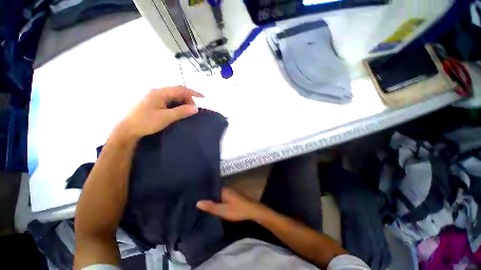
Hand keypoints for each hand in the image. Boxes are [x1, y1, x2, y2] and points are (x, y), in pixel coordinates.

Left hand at [117, 86, 202, 139]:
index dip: (193, 92)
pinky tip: (178, 111)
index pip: (180, 89)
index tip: (203, 97)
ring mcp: (154, 96)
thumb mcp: (166, 117)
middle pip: (177, 92)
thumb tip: (196, 108)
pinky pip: (169, 100)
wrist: (127, 129)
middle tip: (193, 110)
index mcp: (160, 93)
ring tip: (187, 111)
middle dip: (188, 99)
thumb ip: (181, 112)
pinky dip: (176, 105)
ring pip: (173, 96)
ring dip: (182, 102)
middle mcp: (157, 92)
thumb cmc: (145, 122)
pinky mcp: (153, 102)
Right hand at [197, 188, 265, 221]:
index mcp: (223, 190)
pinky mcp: (234, 197)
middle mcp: (226, 189)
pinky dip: (219, 201)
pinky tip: (216, 206)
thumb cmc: (237, 210)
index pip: (211, 189)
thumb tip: (198, 202)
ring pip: (219, 195)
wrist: (252, 211)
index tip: (195, 197)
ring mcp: (231, 192)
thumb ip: (211, 207)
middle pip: (215, 192)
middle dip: (208, 197)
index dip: (204, 194)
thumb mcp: (223, 210)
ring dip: (214, 199)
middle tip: (198, 203)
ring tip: (204, 205)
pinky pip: (223, 197)